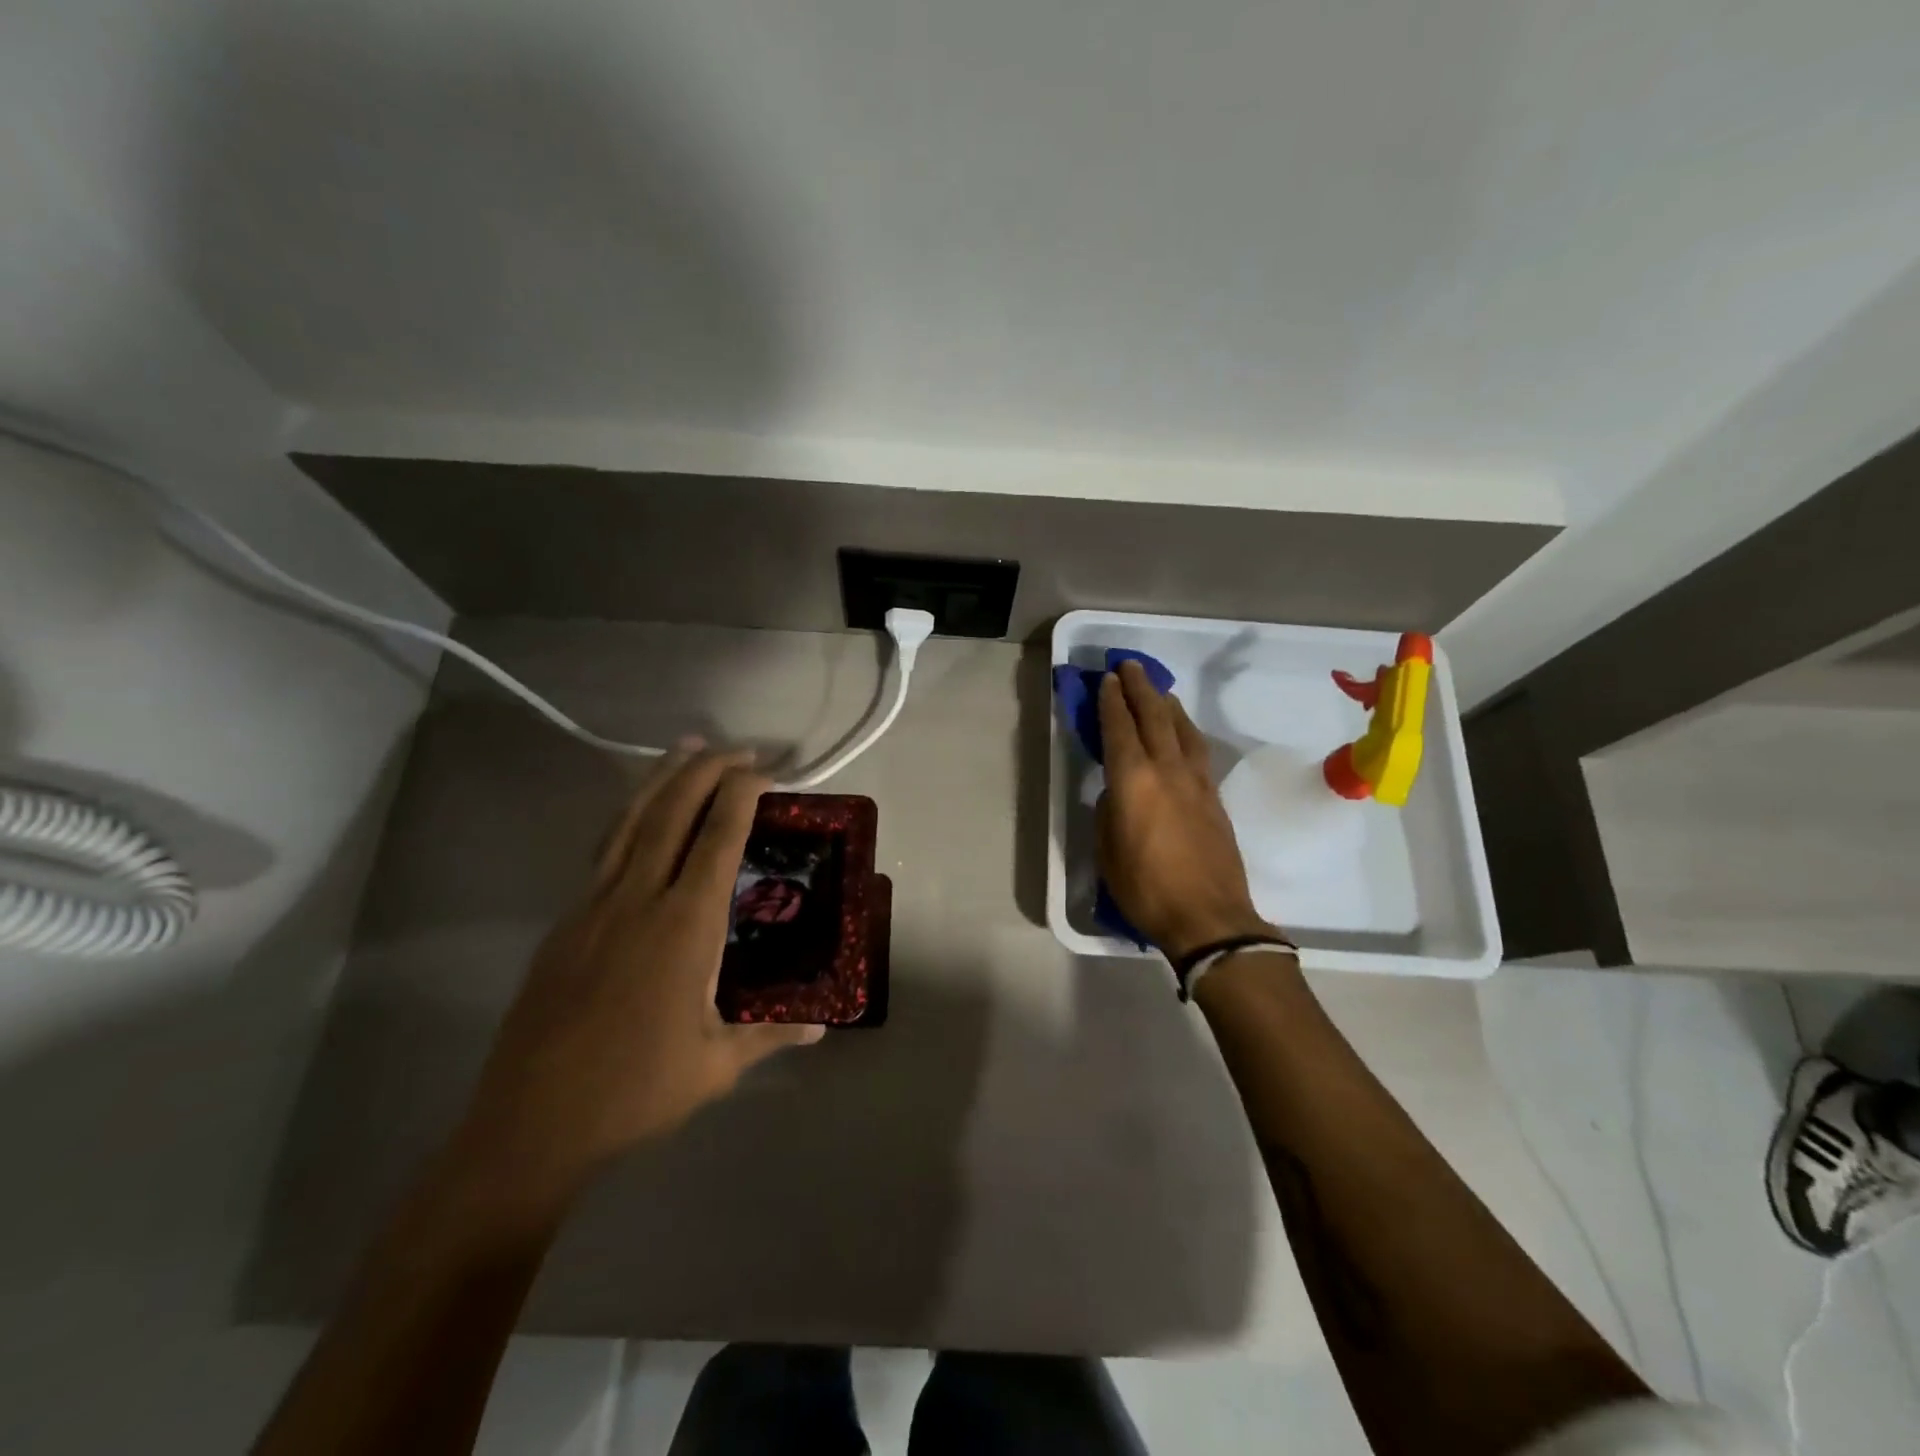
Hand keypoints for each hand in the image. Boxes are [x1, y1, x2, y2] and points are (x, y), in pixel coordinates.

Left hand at [459, 746, 821, 1199]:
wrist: (530, 1124)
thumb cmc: (635, 1091)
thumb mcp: (716, 1064)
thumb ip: (771, 1035)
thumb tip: (820, 1029)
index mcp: (684, 927)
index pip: (718, 839)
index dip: (742, 796)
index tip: (765, 771)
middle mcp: (638, 900)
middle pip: (672, 813)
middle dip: (706, 770)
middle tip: (738, 748)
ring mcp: (593, 907)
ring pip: (630, 822)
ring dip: (661, 779)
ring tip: (685, 747)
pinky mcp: (566, 923)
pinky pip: (604, 851)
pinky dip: (630, 817)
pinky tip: (640, 814)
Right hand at [1096, 661, 1278, 960]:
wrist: (1209, 918)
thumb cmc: (1146, 889)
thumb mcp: (1107, 853)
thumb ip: (1108, 814)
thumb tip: (1116, 795)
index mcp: (1133, 782)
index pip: (1120, 729)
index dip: (1111, 702)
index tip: (1107, 679)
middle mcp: (1167, 771)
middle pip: (1154, 717)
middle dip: (1140, 688)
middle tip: (1129, 666)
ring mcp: (1196, 782)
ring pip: (1182, 730)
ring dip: (1167, 705)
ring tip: (1159, 691)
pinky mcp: (1214, 798)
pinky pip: (1197, 750)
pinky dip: (1185, 730)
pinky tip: (1181, 730)